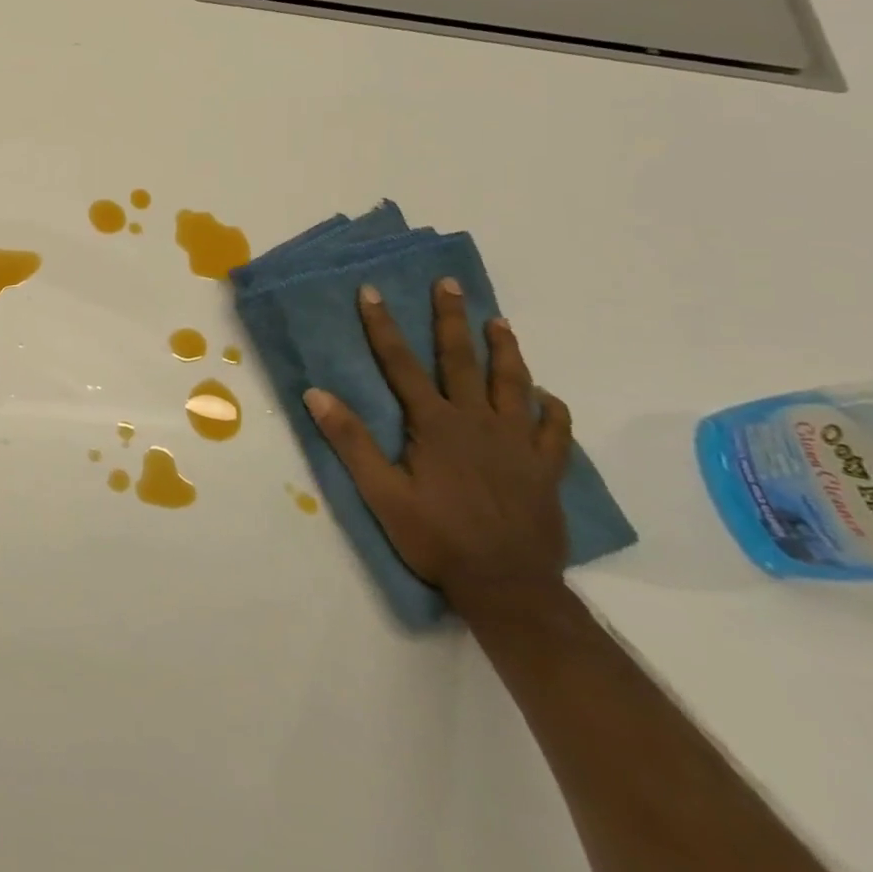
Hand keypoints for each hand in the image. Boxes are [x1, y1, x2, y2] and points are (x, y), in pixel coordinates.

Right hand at [302, 279, 571, 615]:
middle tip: (450, 284)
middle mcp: (478, 422)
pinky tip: (547, 398)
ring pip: (514, 384)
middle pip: (462, 360)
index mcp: (435, 425)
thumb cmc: (436, 538)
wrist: (508, 587)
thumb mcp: (381, 493)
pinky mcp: (545, 469)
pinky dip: (552, 409)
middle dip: (451, 319)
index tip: (371, 292)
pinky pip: (555, 431)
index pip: (401, 364)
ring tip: (499, 321)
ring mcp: (518, 444)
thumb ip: (350, 441)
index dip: (383, 326)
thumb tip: (316, 393)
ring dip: (505, 350)